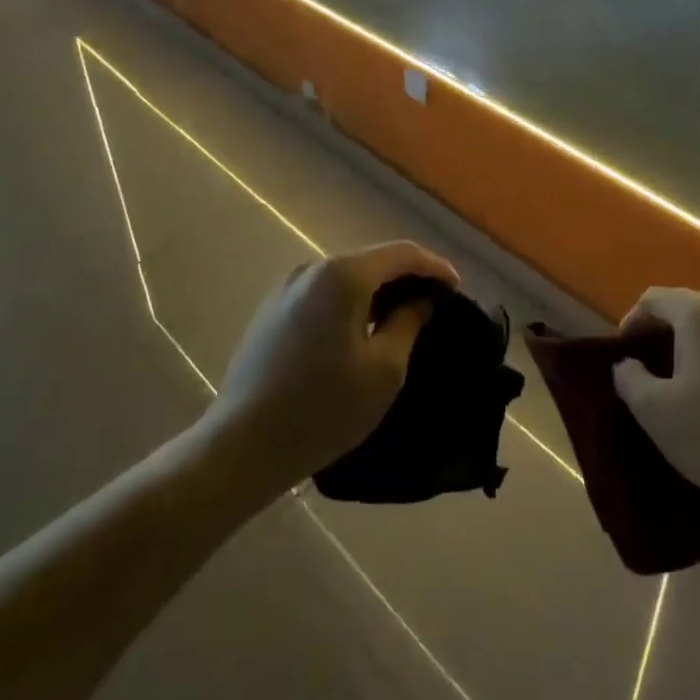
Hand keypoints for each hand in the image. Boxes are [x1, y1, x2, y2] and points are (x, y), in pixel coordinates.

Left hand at [210, 241, 459, 494]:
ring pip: (346, 276)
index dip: (435, 267)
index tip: (457, 289)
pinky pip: (323, 292)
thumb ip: (409, 322)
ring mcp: (287, 288)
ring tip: (401, 317)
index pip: (403, 253)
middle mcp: (312, 269)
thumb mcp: (384, 369)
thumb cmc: (323, 408)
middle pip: (373, 260)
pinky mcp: (271, 310)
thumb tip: (422, 299)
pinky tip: (360, 328)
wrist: (242, 445)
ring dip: (378, 290)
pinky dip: (350, 301)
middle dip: (407, 277)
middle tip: (434, 303)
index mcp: (344, 276)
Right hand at [613, 288, 699, 520]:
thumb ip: (629, 377)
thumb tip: (628, 363)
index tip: (625, 352)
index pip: (654, 298)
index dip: (632, 320)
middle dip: (664, 325)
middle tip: (649, 359)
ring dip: (695, 334)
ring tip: (684, 369)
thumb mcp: (652, 410)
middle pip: (688, 303)